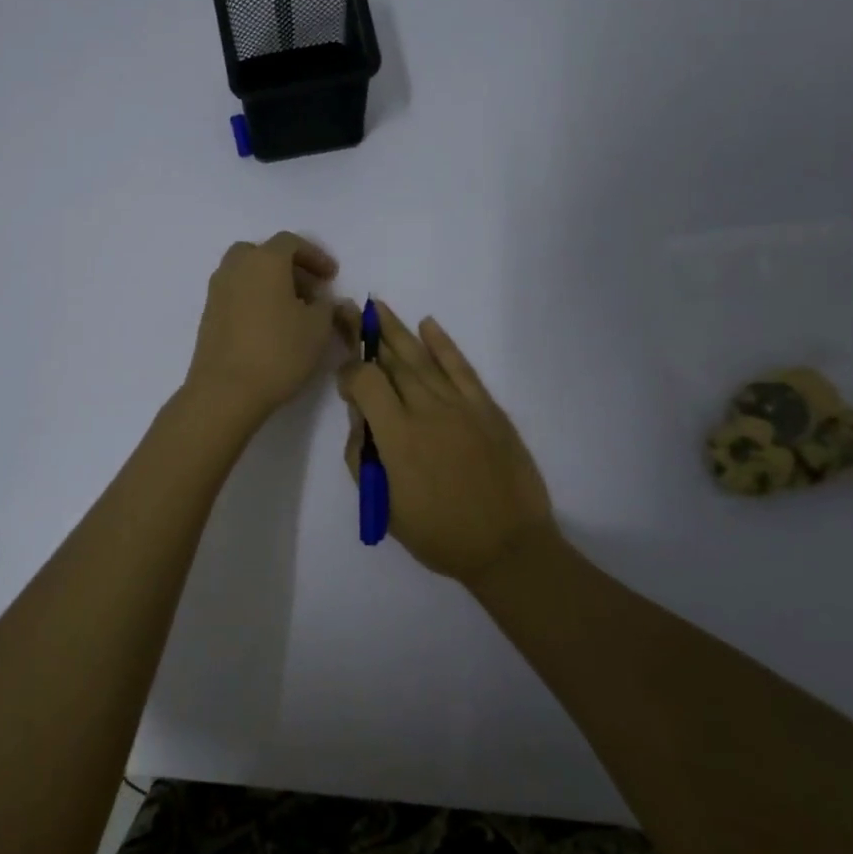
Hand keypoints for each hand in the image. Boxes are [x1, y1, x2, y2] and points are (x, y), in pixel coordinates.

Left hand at [184, 232, 345, 426]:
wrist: (225, 391)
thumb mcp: (318, 328)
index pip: (291, 242)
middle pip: (263, 254)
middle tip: (309, 291)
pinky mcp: (208, 315)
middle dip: (289, 267)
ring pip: (246, 273)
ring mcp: (217, 291)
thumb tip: (322, 300)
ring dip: (270, 283)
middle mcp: (235, 267)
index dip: (315, 256)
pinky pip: (235, 294)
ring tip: (292, 311)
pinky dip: (254, 299)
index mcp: (264, 260)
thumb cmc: (279, 352)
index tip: (331, 277)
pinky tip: (270, 327)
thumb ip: (327, 306)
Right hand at [338, 302, 556, 585]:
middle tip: (350, 309)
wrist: (509, 547)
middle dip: (366, 334)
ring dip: (397, 330)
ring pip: (422, 358)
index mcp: (397, 436)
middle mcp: (426, 410)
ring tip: (377, 306)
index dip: (348, 374)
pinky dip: (444, 345)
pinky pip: (461, 368)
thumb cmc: (440, 534)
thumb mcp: (385, 507)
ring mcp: (460, 405)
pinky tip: (428, 324)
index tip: (344, 382)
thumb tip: (360, 418)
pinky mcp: (487, 408)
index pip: (365, 382)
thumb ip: (363, 457)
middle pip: (391, 361)